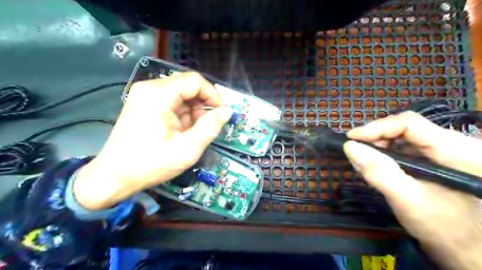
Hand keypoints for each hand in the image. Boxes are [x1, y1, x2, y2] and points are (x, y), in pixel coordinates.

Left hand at [72, 72, 231, 210]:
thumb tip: (227, 111)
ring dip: (193, 110)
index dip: (212, 94)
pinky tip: (183, 130)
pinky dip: (183, 113)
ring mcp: (145, 95)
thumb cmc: (151, 164)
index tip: (220, 113)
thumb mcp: (188, 149)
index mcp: (158, 95)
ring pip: (181, 94)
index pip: (194, 81)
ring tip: (195, 131)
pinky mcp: (144, 103)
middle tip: (209, 125)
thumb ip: (210, 127)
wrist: (114, 176)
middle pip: (187, 85)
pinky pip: (172, 101)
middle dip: (203, 104)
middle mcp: (150, 88)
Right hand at [343, 112, 481, 269]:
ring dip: (379, 147)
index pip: (409, 123)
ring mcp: (445, 152)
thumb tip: (349, 147)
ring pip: (403, 138)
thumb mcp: (407, 200)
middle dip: (375, 138)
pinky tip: (376, 166)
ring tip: (363, 161)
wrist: (468, 249)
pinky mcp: (437, 160)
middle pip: (405, 128)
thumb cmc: (444, 228)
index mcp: (457, 150)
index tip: (351, 139)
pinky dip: (386, 155)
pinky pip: (405, 149)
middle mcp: (454, 144)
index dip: (377, 128)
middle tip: (355, 151)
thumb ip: (378, 172)